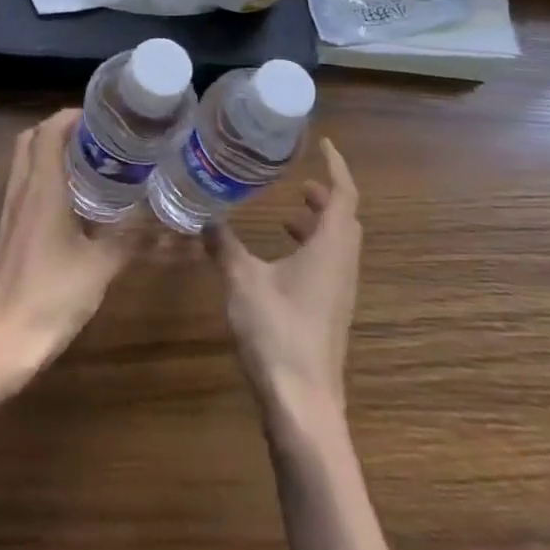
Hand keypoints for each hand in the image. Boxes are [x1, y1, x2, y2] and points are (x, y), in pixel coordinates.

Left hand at [0, 108, 139, 381]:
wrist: (1, 342)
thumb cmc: (51, 296)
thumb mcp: (101, 267)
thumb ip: (130, 238)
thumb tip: (164, 222)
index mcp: (42, 188)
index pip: (49, 130)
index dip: (73, 116)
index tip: (105, 119)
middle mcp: (21, 190)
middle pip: (32, 139)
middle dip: (62, 130)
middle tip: (99, 139)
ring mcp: (10, 211)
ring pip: (26, 163)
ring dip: (52, 153)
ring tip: (93, 163)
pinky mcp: (9, 232)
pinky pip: (25, 187)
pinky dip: (46, 178)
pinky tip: (75, 202)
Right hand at [204, 138, 361, 414]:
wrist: (303, 404)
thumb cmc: (278, 331)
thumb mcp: (242, 280)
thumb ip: (224, 245)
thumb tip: (204, 215)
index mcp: (331, 248)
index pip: (344, 195)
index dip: (337, 167)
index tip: (325, 145)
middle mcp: (343, 266)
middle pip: (345, 220)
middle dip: (326, 197)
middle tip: (299, 182)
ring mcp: (339, 294)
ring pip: (337, 246)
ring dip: (318, 226)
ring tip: (287, 216)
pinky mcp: (329, 315)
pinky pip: (327, 268)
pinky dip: (310, 251)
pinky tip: (278, 262)